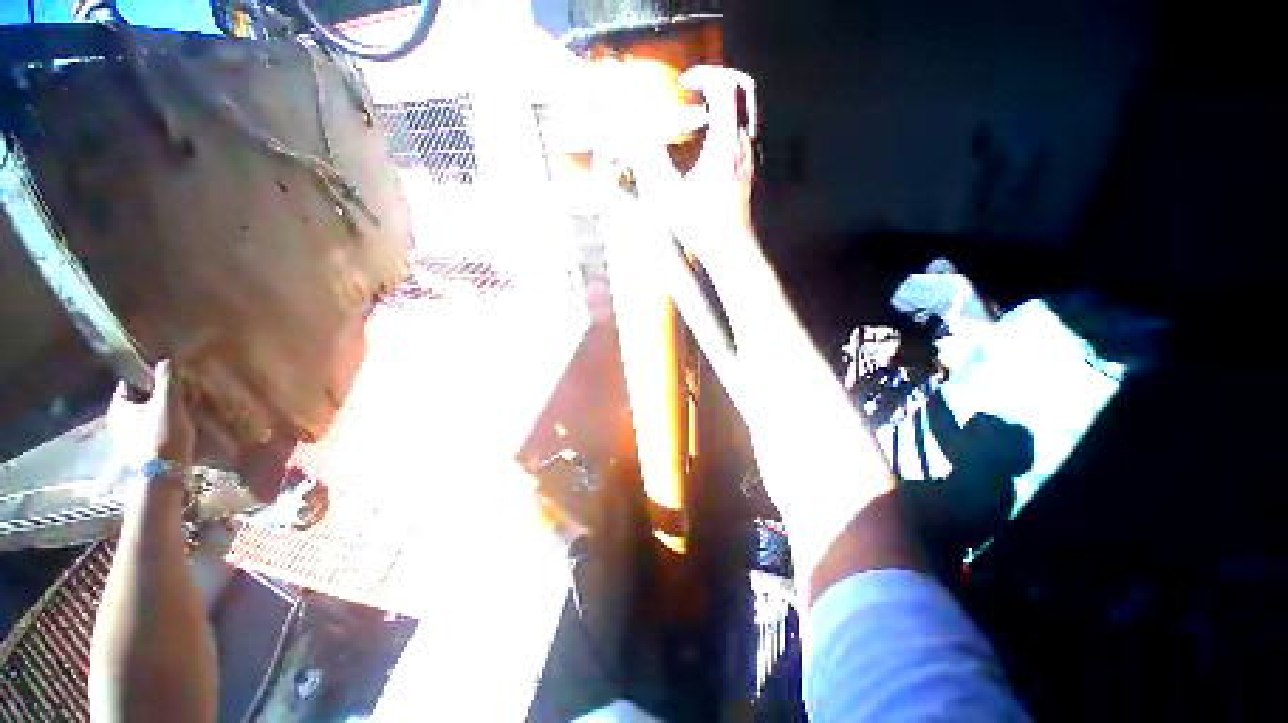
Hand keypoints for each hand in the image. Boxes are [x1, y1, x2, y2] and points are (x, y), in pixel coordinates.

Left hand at [107, 359, 196, 467]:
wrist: (165, 474)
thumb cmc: (162, 435)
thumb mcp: (168, 404)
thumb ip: (167, 382)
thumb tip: (165, 361)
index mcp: (119, 407)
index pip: (129, 383)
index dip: (147, 377)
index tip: (168, 378)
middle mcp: (119, 420)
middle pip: (140, 399)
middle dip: (159, 395)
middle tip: (182, 393)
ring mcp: (130, 437)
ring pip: (148, 415)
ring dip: (165, 411)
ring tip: (187, 410)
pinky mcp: (143, 448)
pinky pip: (154, 428)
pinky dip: (167, 424)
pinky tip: (182, 427)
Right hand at [619, 66, 759, 264]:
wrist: (732, 249)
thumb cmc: (701, 225)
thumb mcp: (669, 195)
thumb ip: (651, 160)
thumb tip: (636, 134)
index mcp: (725, 143)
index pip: (724, 86)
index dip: (703, 75)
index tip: (684, 85)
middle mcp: (745, 143)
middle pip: (744, 89)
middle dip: (719, 80)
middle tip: (697, 91)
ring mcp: (753, 157)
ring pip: (749, 111)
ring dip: (726, 103)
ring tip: (702, 116)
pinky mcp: (754, 171)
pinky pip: (747, 133)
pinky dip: (730, 125)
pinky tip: (711, 146)